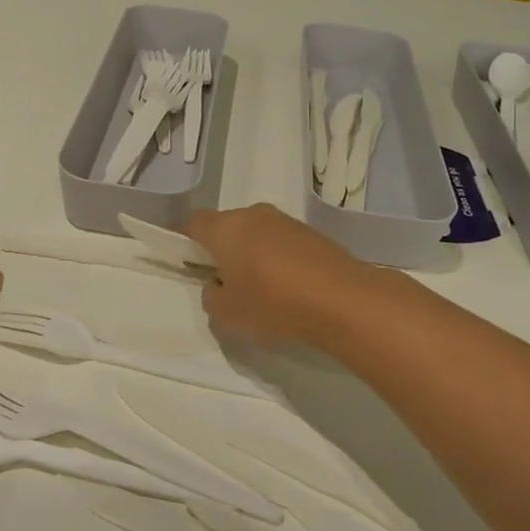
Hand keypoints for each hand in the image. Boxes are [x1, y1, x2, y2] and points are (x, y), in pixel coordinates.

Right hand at [185, 203, 361, 347]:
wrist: (343, 300)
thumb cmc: (273, 304)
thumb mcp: (227, 314)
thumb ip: (212, 296)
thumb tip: (218, 284)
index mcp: (225, 229)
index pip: (193, 223)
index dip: (186, 240)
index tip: (189, 262)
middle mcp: (253, 215)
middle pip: (226, 226)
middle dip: (222, 248)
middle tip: (226, 281)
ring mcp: (286, 221)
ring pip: (256, 233)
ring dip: (252, 253)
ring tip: (261, 288)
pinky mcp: (312, 233)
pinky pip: (282, 242)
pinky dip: (278, 258)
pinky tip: (288, 286)